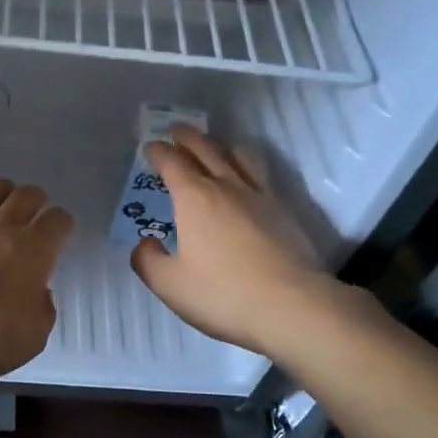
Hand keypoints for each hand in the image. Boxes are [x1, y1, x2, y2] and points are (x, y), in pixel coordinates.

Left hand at [0, 179, 74, 379]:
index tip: (57, 236)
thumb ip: (41, 311)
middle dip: (33, 202)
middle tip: (27, 219)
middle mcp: (4, 225)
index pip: (59, 220)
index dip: (60, 226)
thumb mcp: (32, 337)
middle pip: (28, 194)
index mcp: (36, 250)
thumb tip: (39, 295)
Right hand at [130, 126, 353, 355]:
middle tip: (176, 130)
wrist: (292, 306)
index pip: (172, 163)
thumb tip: (145, 243)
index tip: (150, 147)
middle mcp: (226, 187)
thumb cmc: (223, 294)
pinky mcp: (284, 210)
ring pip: (239, 155)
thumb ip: (148, 261)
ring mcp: (259, 196)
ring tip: (214, 146)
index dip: (158, 152)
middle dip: (187, 137)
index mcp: (194, 199)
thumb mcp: (170, 285)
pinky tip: (247, 177)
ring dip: (221, 145)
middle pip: (205, 148)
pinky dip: (246, 165)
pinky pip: (261, 174)